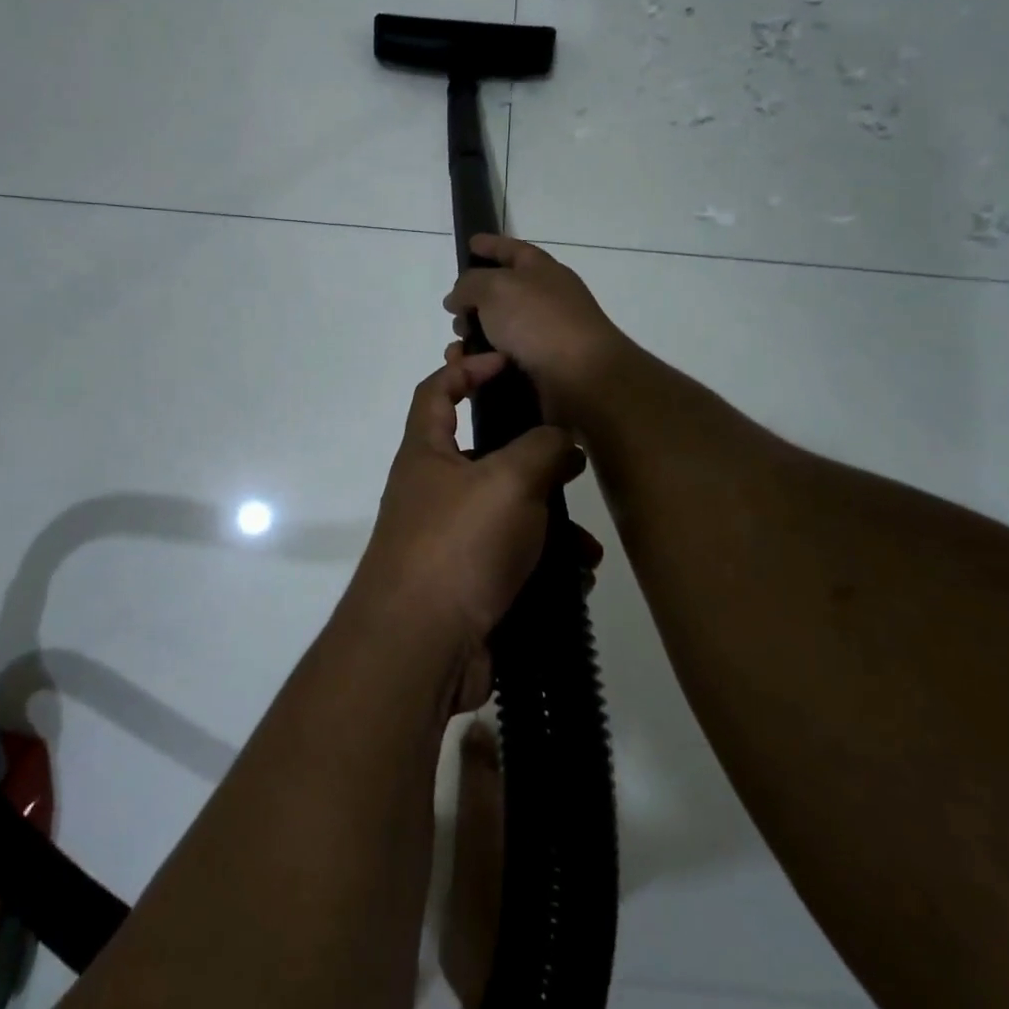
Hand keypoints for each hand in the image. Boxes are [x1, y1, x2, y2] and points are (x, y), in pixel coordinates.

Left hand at [347, 350, 586, 708]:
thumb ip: (541, 448)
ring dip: (549, 520)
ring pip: (507, 512)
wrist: (421, 647)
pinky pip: (513, 558)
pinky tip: (578, 576)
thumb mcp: (507, 481)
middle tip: (572, 456)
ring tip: (586, 538)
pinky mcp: (468, 582)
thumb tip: (561, 437)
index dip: (467, 367)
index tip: (507, 361)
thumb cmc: (458, 545)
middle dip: (529, 454)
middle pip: (482, 453)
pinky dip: (544, 562)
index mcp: (427, 453)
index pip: (437, 390)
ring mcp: (449, 539)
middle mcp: (433, 490)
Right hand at [443, 235, 633, 428]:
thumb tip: (458, 298)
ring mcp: (542, 337)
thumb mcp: (495, 288)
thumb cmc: (539, 322)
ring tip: (458, 350)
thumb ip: (469, 284)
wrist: (581, 380)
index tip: (469, 243)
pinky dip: (479, 365)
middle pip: (500, 293)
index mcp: (542, 271)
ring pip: (494, 332)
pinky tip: (466, 371)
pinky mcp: (536, 371)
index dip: (490, 244)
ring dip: (471, 338)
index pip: (512, 249)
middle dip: (472, 302)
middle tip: (454, 313)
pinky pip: (497, 363)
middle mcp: (544, 301)